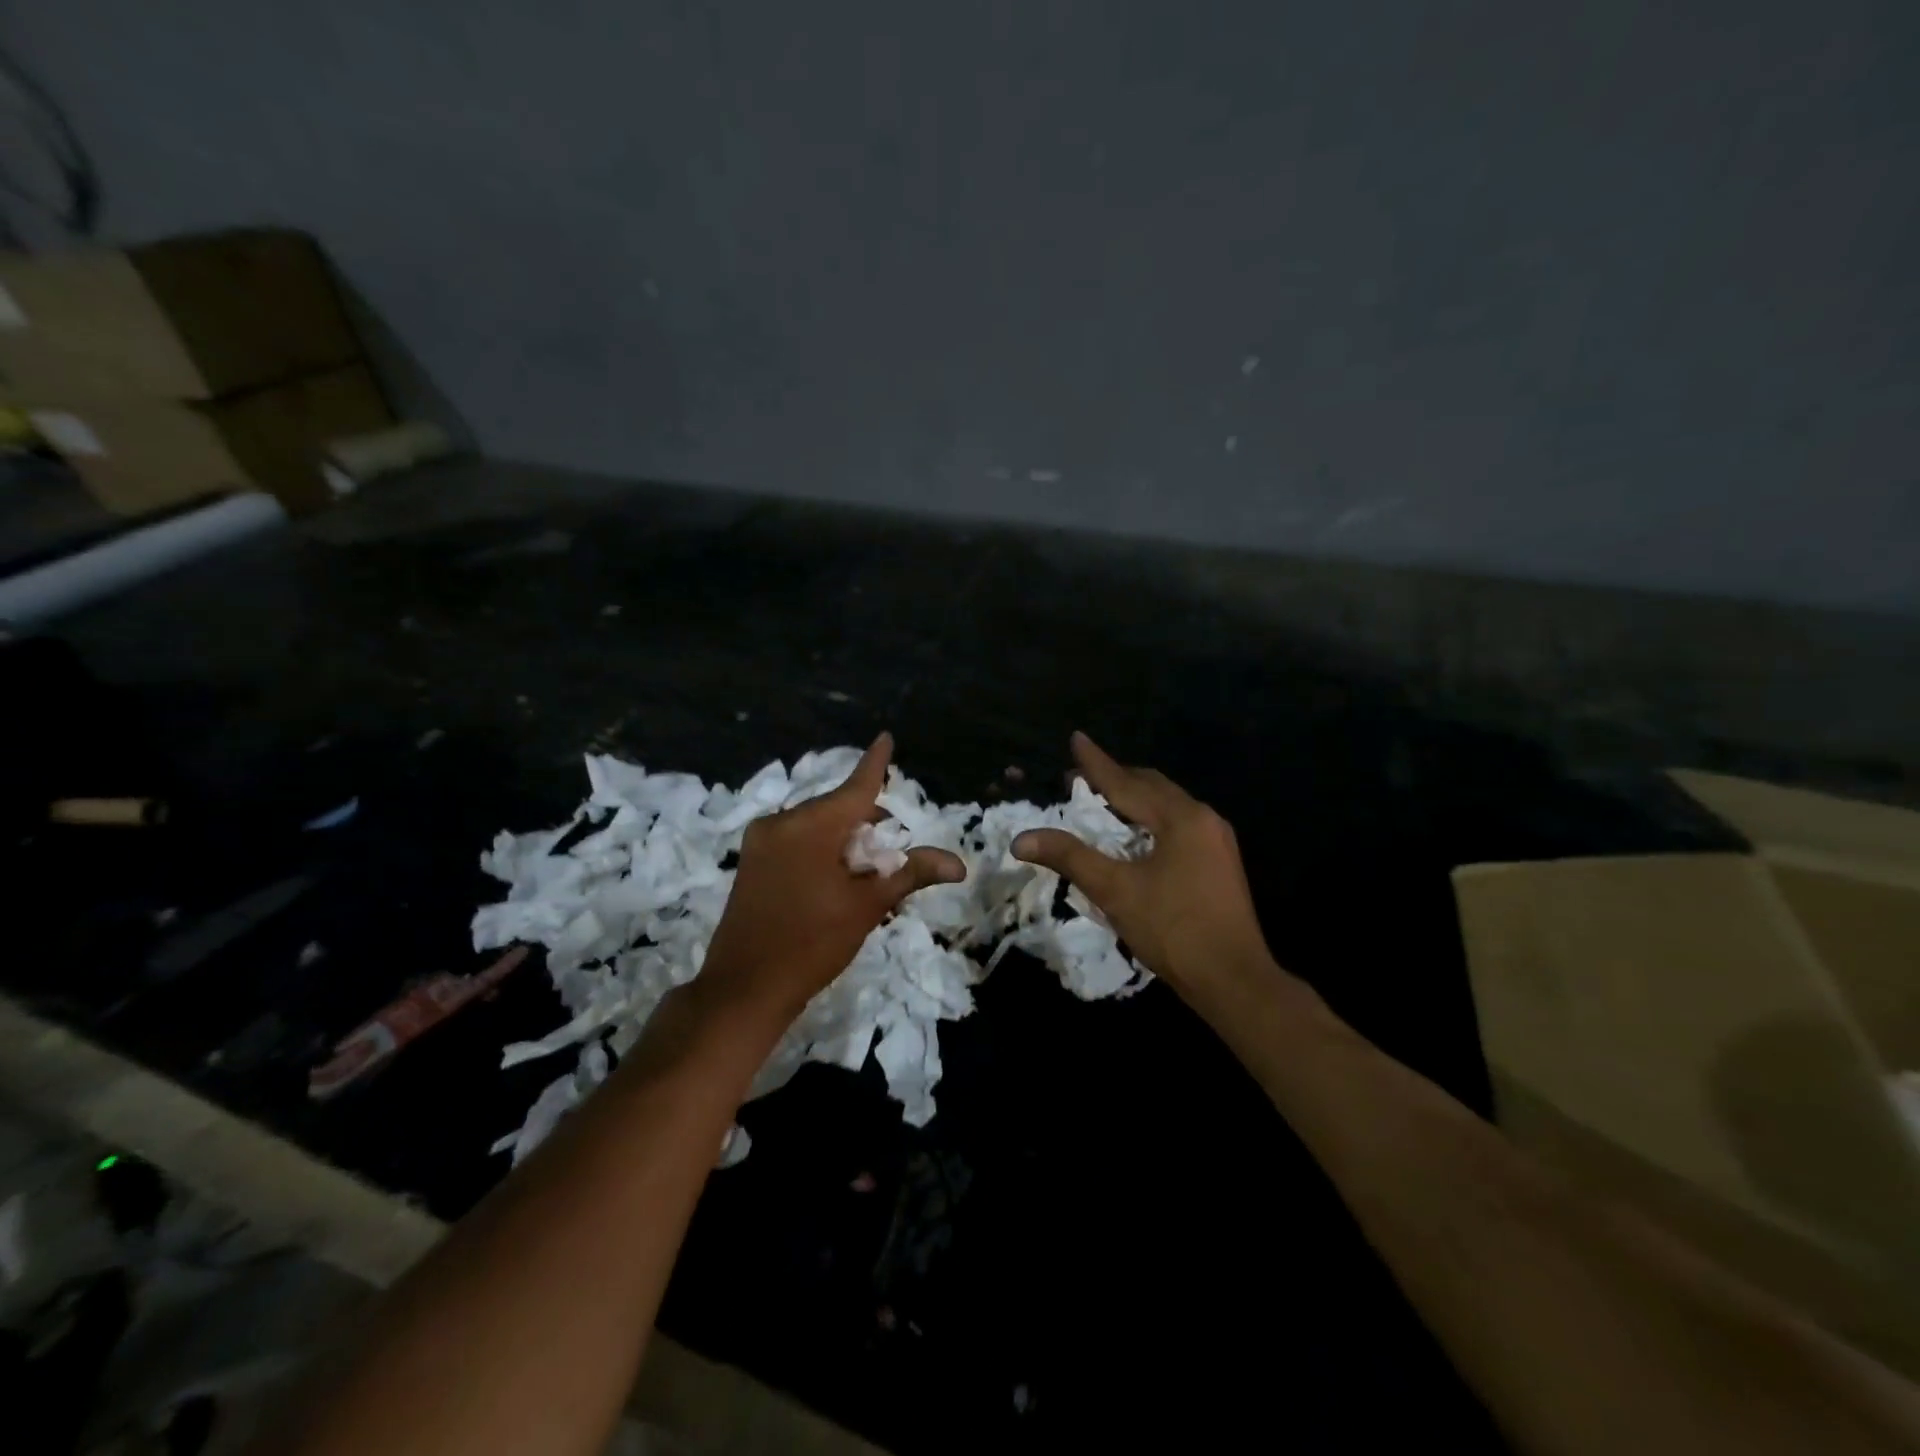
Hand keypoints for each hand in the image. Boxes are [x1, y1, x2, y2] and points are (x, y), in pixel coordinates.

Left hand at [697, 733, 965, 1025]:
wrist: (743, 989)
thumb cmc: (812, 944)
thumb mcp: (867, 906)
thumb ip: (910, 873)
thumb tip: (958, 864)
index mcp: (810, 825)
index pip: (856, 786)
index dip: (876, 762)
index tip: (886, 737)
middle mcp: (782, 822)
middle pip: (839, 810)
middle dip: (869, 827)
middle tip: (892, 861)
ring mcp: (761, 841)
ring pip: (818, 827)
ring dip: (846, 842)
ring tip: (865, 880)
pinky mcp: (751, 861)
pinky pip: (797, 842)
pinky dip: (822, 851)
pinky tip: (836, 882)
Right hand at [1012, 732, 1277, 1013]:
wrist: (1234, 980)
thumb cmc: (1173, 929)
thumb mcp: (1115, 890)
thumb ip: (1070, 857)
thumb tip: (1022, 839)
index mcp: (1181, 817)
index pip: (1127, 782)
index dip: (1097, 762)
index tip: (1076, 738)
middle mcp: (1203, 819)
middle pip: (1152, 787)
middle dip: (1116, 778)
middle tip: (1080, 778)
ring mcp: (1216, 841)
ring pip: (1167, 807)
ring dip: (1134, 800)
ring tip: (1102, 802)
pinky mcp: (1219, 863)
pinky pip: (1178, 826)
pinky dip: (1149, 821)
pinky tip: (1134, 836)